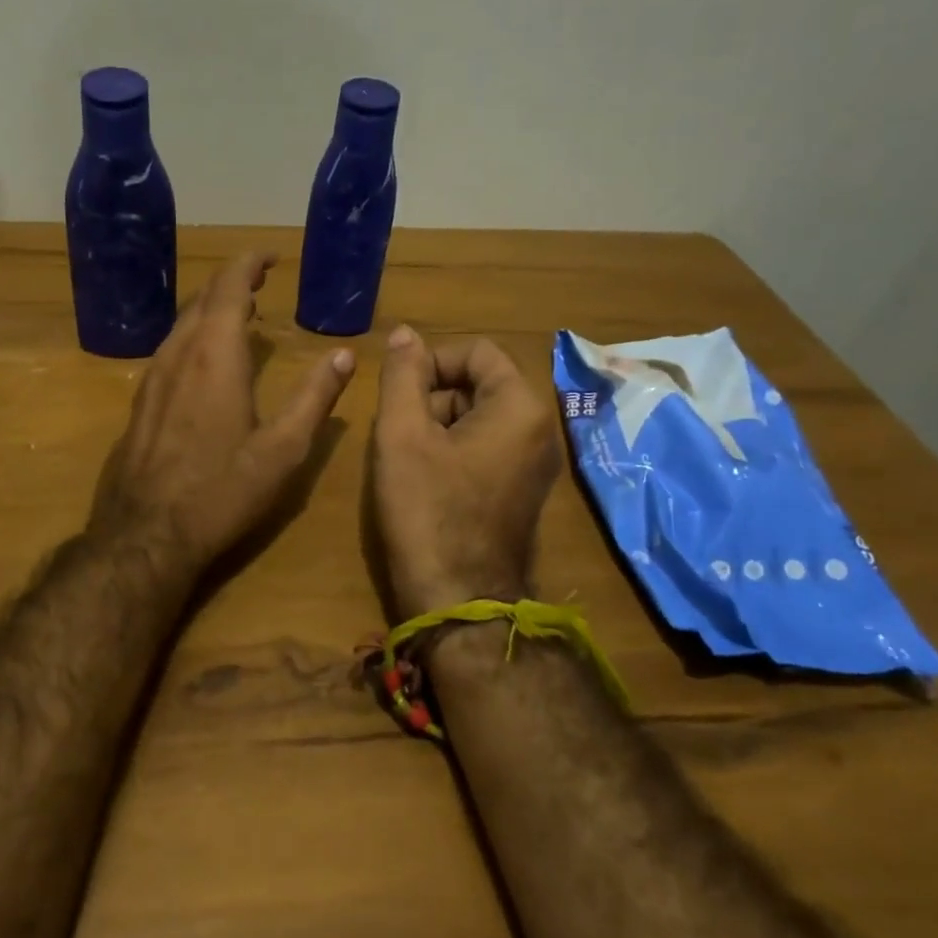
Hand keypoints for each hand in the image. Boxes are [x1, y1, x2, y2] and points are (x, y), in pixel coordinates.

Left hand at [92, 252, 354, 577]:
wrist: (146, 535)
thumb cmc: (222, 492)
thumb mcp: (283, 449)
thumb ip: (315, 398)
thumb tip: (345, 355)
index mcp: (215, 356)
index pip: (229, 287)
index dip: (249, 263)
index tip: (271, 256)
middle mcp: (178, 356)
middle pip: (202, 301)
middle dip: (232, 283)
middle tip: (260, 282)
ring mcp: (151, 379)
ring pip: (181, 326)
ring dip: (210, 311)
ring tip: (238, 315)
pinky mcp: (139, 404)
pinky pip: (168, 352)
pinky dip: (192, 338)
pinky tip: (202, 362)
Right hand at [371, 325, 561, 615]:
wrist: (459, 603)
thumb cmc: (428, 512)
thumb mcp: (402, 435)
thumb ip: (403, 376)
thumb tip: (405, 334)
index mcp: (519, 408)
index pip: (476, 352)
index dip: (430, 361)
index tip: (397, 392)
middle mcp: (539, 431)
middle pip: (479, 384)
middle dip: (432, 396)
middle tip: (397, 431)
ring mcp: (534, 466)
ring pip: (478, 418)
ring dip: (437, 425)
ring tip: (406, 459)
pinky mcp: (521, 493)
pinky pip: (485, 450)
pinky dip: (451, 452)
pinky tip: (424, 481)